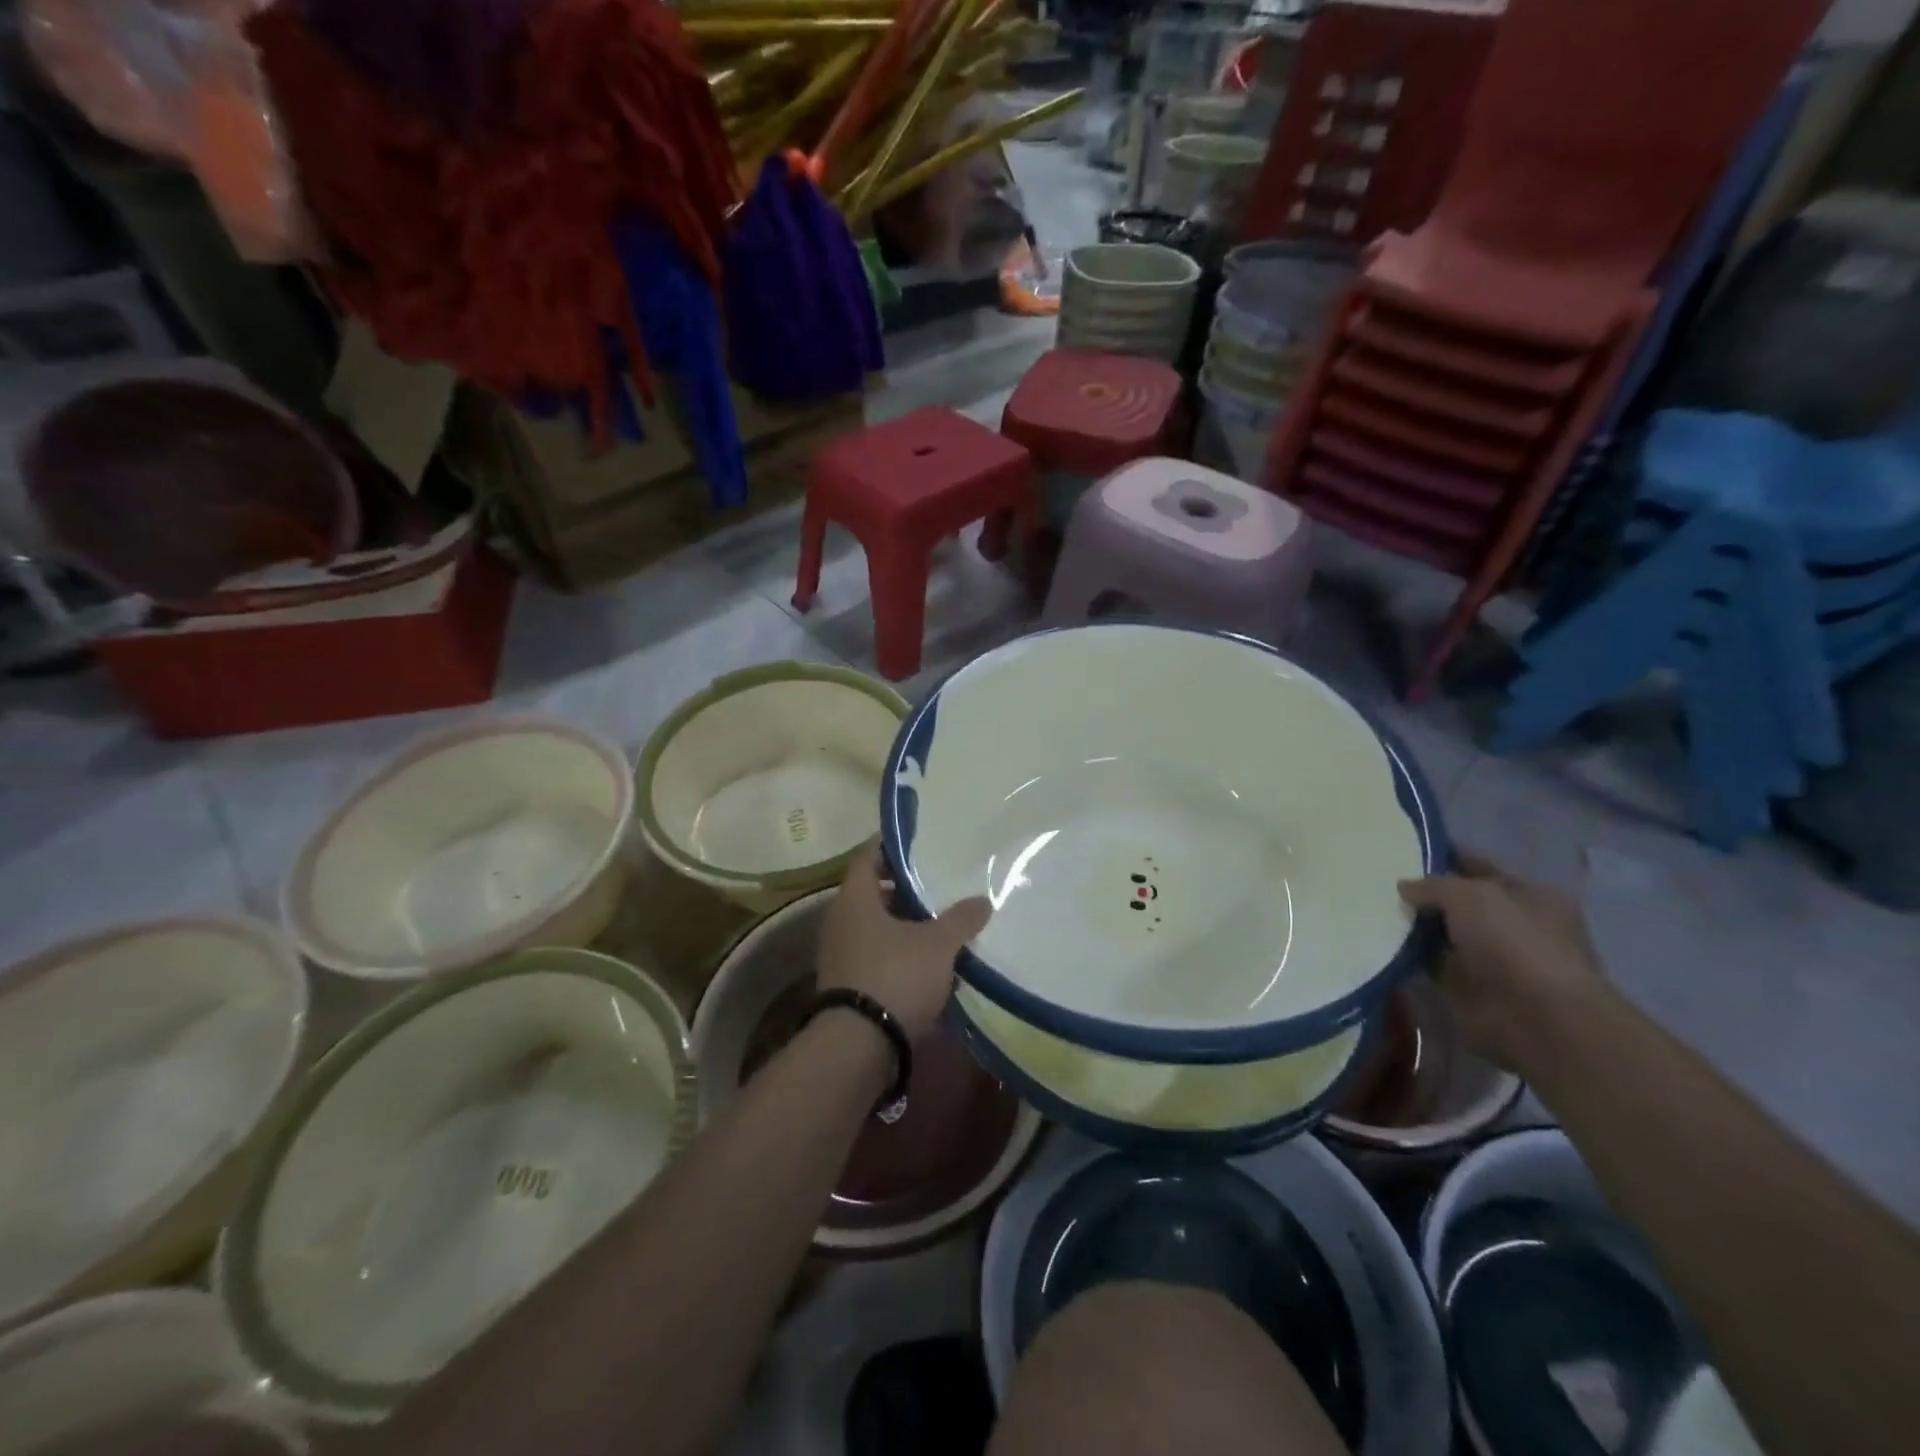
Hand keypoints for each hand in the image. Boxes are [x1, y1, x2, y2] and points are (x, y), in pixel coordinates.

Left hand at [817, 841, 991, 1040]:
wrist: (858, 1046)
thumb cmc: (895, 976)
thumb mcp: (938, 945)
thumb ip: (961, 919)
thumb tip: (982, 900)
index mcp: (855, 898)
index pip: (868, 855)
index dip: (890, 844)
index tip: (916, 840)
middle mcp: (840, 920)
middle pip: (872, 891)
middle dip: (903, 888)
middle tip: (937, 883)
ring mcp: (840, 953)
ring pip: (874, 925)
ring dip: (902, 922)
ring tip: (938, 922)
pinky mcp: (846, 983)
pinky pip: (874, 953)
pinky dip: (897, 950)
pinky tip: (926, 959)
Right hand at [1397, 848, 1603, 1071]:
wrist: (1537, 1017)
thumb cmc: (1515, 942)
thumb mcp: (1470, 895)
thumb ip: (1434, 885)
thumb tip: (1405, 887)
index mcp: (1529, 895)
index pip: (1478, 866)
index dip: (1445, 855)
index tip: (1402, 848)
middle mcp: (1511, 924)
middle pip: (1457, 901)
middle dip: (1423, 893)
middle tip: (1376, 878)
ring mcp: (1490, 958)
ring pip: (1441, 932)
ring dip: (1413, 925)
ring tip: (1370, 907)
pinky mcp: (1468, 987)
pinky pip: (1430, 963)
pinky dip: (1409, 956)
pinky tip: (1379, 941)